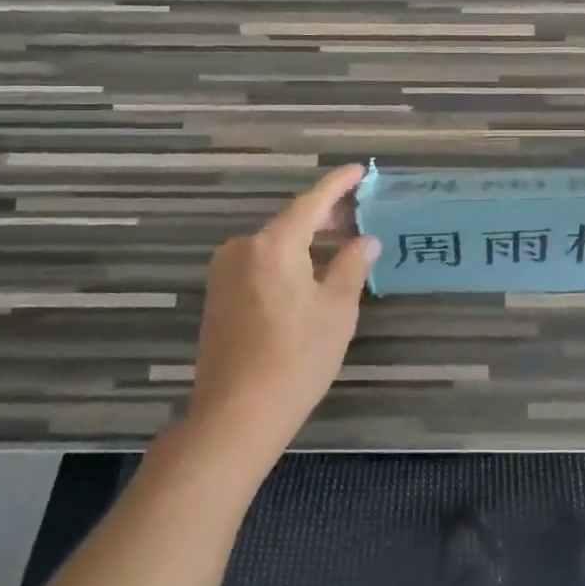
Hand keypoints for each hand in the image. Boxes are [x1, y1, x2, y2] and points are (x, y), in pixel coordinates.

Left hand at [186, 164, 379, 468]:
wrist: (236, 414)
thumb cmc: (296, 357)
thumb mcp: (336, 310)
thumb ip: (352, 266)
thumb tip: (366, 240)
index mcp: (275, 244)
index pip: (312, 201)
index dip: (338, 184)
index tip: (359, 170)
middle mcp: (244, 248)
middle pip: (291, 221)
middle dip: (325, 216)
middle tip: (358, 216)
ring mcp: (225, 272)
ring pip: (274, 243)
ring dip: (306, 240)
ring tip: (339, 246)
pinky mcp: (218, 296)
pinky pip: (259, 263)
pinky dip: (286, 260)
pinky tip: (308, 275)